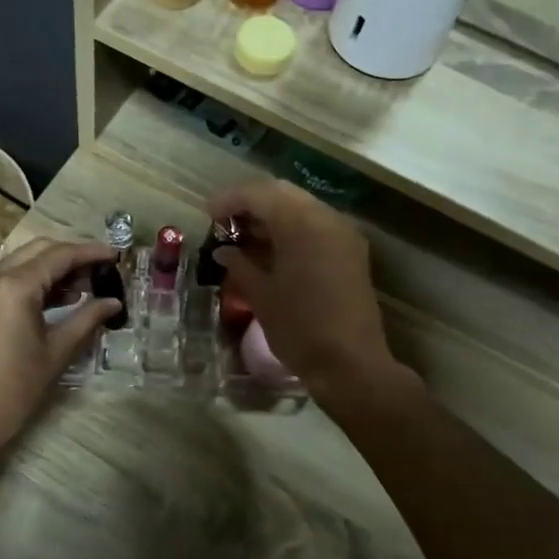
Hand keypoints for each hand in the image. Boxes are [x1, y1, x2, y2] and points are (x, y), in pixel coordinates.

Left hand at [0, 238, 117, 458]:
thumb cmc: (15, 388)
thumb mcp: (57, 351)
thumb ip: (87, 318)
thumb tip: (114, 302)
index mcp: (14, 286)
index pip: (59, 255)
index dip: (90, 252)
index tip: (116, 255)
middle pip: (39, 250)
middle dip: (71, 256)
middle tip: (100, 271)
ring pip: (21, 262)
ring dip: (52, 268)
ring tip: (84, 288)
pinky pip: (6, 278)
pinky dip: (32, 281)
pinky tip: (57, 300)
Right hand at [208, 180, 401, 398]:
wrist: (351, 364)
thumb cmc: (300, 329)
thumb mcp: (261, 296)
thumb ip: (240, 265)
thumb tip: (223, 250)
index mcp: (302, 224)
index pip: (259, 194)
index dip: (230, 200)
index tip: (208, 214)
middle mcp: (326, 218)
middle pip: (283, 194)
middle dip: (251, 203)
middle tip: (225, 221)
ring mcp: (343, 234)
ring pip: (301, 208)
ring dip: (272, 215)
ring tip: (243, 235)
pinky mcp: (351, 252)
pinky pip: (316, 226)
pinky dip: (291, 229)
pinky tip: (271, 248)